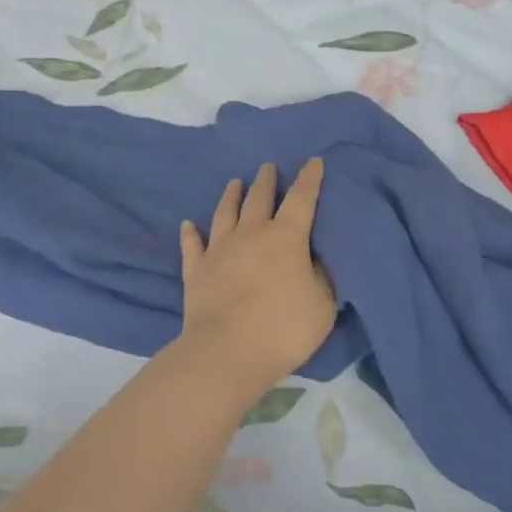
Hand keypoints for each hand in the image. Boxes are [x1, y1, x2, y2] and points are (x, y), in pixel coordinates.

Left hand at [179, 159, 336, 383]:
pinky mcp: (196, 270)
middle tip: (267, 167)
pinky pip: (192, 245)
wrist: (228, 351)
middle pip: (259, 199)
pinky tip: (188, 225)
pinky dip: (190, 234)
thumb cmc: (285, 328)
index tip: (313, 161)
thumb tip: (313, 259)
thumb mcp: (323, 304)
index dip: (309, 179)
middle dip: (266, 181)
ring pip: (224, 213)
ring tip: (234, 182)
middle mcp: (250, 233)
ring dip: (231, 196)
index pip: (302, 199)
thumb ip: (321, 276)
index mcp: (286, 237)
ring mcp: (219, 249)